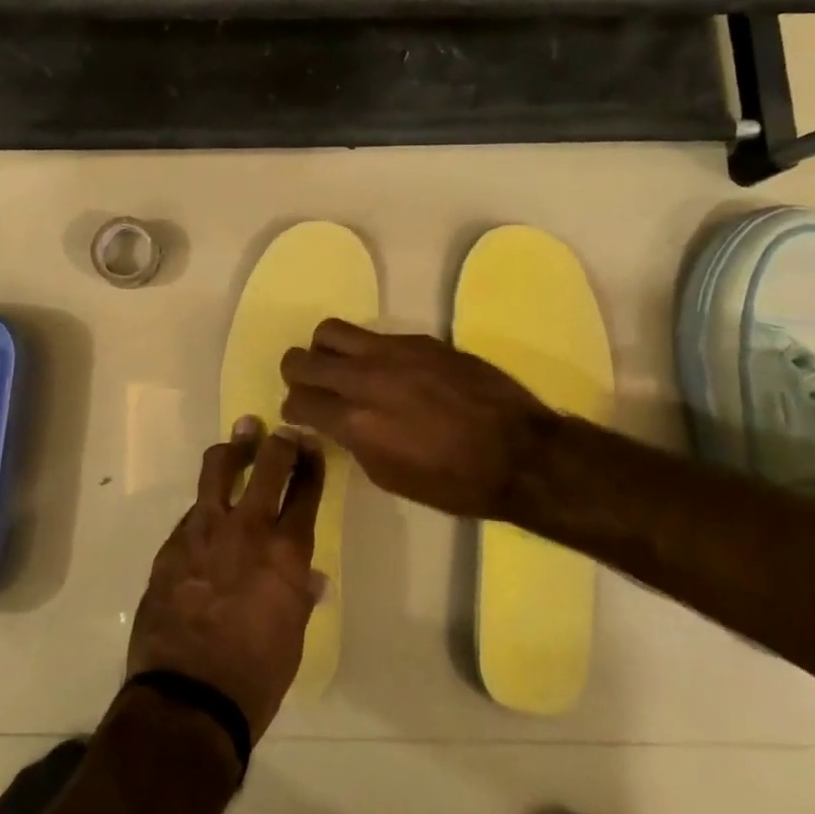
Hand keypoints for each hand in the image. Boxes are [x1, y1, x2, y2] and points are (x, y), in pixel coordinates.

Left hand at [126, 418, 324, 740]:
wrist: (188, 696)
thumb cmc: (255, 675)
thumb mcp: (292, 635)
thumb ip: (299, 593)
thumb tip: (310, 577)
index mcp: (286, 551)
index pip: (305, 489)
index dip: (311, 461)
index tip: (311, 444)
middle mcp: (247, 527)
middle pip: (267, 464)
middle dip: (278, 441)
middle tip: (282, 431)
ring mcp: (204, 529)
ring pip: (219, 468)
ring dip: (234, 449)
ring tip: (241, 436)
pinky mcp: (173, 541)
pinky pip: (194, 509)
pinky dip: (207, 503)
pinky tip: (210, 512)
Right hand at [280, 319, 561, 516]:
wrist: (521, 453)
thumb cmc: (455, 482)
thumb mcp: (390, 477)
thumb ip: (354, 442)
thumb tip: (336, 424)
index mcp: (357, 421)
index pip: (298, 400)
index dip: (293, 410)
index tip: (301, 416)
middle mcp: (366, 378)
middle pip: (302, 358)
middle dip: (296, 374)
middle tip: (308, 387)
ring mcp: (392, 352)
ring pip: (330, 331)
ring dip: (325, 351)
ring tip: (340, 368)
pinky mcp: (419, 339)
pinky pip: (374, 335)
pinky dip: (367, 352)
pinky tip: (388, 372)